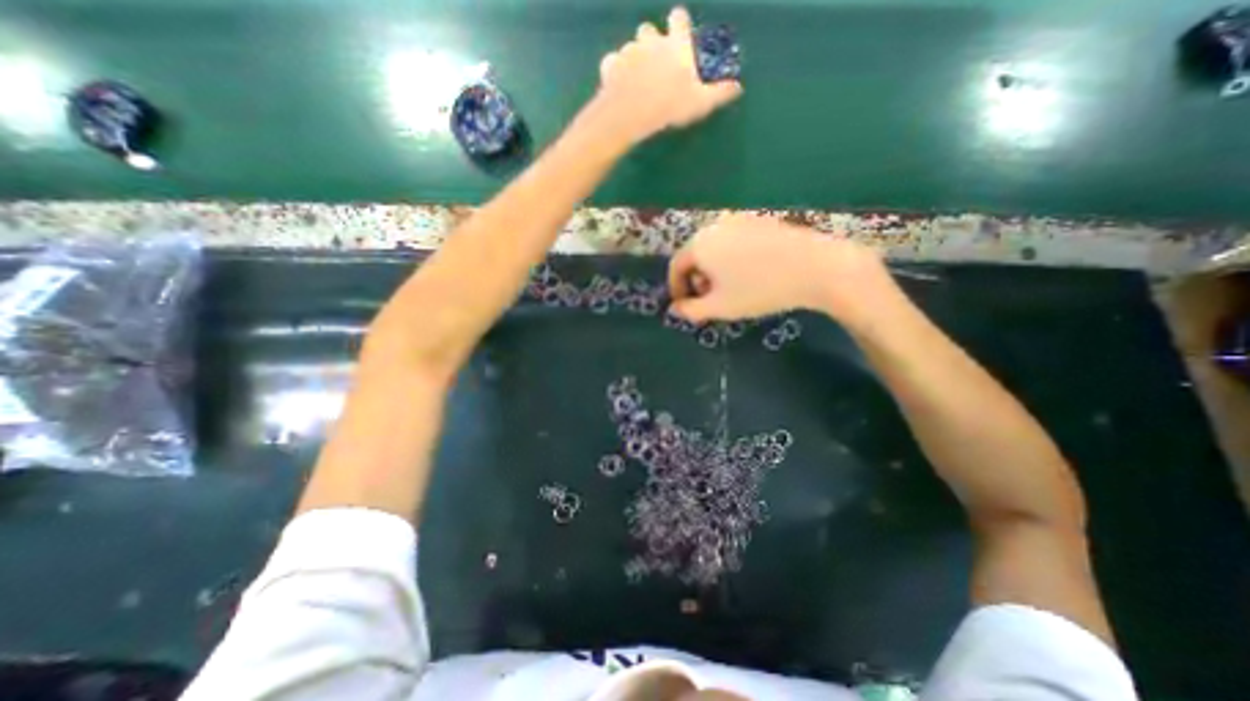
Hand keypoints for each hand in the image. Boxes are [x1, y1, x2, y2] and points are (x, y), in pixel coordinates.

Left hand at [596, 5, 739, 143]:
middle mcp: (651, 41)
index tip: (679, 33)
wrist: (631, 113)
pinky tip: (619, 86)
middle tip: (654, 63)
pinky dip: (616, 72)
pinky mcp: (610, 66)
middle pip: (648, 29)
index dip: (679, 23)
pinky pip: (612, 63)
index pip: (679, 18)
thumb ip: (719, 92)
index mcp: (674, 45)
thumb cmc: (669, 106)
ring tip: (636, 80)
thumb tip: (737, 86)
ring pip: (630, 47)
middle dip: (651, 41)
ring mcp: (628, 51)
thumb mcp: (700, 102)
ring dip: (634, 58)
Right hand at [663, 214, 898, 331]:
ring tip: (730, 288)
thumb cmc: (759, 290)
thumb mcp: (720, 307)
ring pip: (714, 247)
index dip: (676, 288)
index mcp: (699, 244)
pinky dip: (730, 257)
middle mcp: (714, 225)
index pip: (676, 266)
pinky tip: (749, 272)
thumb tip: (675, 309)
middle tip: (709, 299)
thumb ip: (690, 310)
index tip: (684, 305)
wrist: (815, 267)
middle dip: (696, 279)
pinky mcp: (759, 220)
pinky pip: (733, 240)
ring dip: (713, 269)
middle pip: (694, 254)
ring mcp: (738, 219)